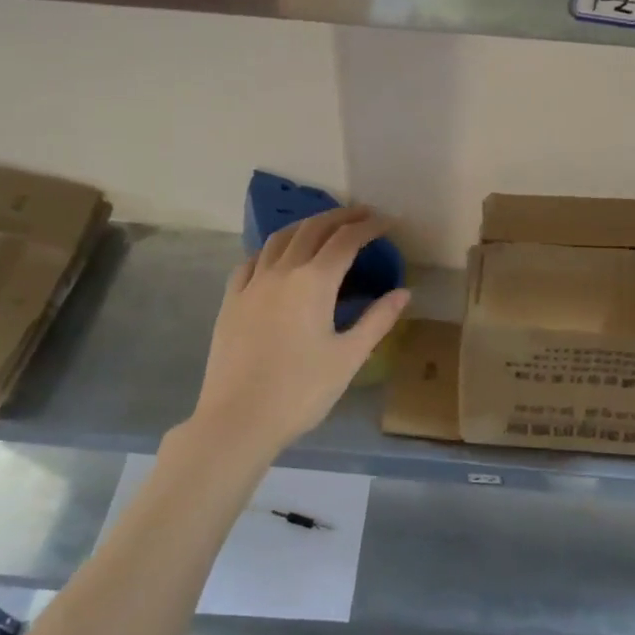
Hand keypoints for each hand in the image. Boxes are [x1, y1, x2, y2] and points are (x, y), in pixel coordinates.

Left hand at [188, 206, 409, 454]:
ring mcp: (251, 284)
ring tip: (324, 226)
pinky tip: (277, 258)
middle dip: (340, 217)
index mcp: (314, 282)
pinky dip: (272, 249)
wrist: (238, 420)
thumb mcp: (349, 357)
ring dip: (306, 225)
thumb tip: (404, 292)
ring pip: (279, 239)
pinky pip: (252, 261)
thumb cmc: (301, 391)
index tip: (388, 222)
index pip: (346, 240)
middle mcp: (281, 272)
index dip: (369, 226)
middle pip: (313, 229)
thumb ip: (377, 320)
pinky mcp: (231, 301)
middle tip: (363, 215)